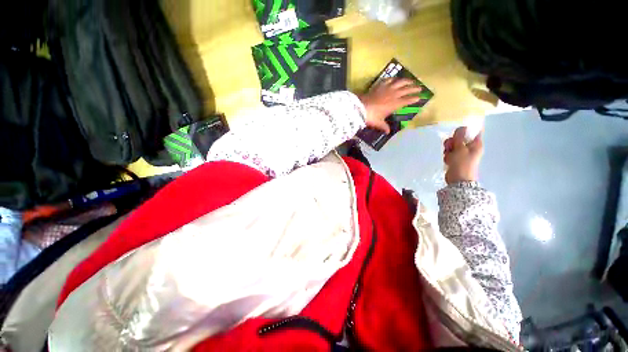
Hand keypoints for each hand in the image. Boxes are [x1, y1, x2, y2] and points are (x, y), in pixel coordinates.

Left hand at [359, 78, 421, 133]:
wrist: (360, 108)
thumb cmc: (371, 117)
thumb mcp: (378, 123)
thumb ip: (384, 127)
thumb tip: (387, 132)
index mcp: (395, 104)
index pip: (407, 100)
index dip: (413, 99)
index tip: (419, 97)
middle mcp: (393, 94)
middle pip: (406, 89)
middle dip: (414, 88)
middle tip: (420, 87)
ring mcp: (386, 88)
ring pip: (399, 82)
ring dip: (406, 81)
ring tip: (410, 80)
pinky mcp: (379, 85)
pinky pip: (388, 80)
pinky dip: (392, 79)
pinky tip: (394, 79)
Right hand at [443, 127, 482, 183]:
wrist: (458, 180)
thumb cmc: (462, 164)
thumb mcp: (460, 148)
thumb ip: (460, 137)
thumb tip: (462, 127)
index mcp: (476, 144)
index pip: (473, 132)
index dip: (464, 130)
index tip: (456, 133)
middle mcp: (470, 148)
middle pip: (460, 138)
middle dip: (452, 141)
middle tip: (449, 146)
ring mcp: (462, 154)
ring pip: (453, 145)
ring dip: (448, 149)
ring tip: (448, 154)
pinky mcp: (456, 159)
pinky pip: (450, 153)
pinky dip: (447, 155)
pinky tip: (447, 160)